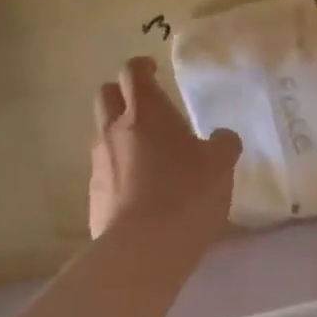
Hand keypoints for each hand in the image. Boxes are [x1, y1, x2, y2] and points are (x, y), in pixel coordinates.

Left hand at [88, 56, 241, 241]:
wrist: (142, 249)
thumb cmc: (186, 194)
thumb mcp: (220, 165)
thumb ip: (223, 144)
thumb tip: (222, 136)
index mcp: (146, 112)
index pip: (132, 72)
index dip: (141, 66)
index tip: (152, 69)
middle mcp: (114, 130)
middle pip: (105, 95)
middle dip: (121, 94)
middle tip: (145, 107)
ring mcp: (99, 162)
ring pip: (102, 133)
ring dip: (119, 134)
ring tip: (146, 154)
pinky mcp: (93, 194)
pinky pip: (103, 170)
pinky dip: (118, 170)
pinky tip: (139, 191)